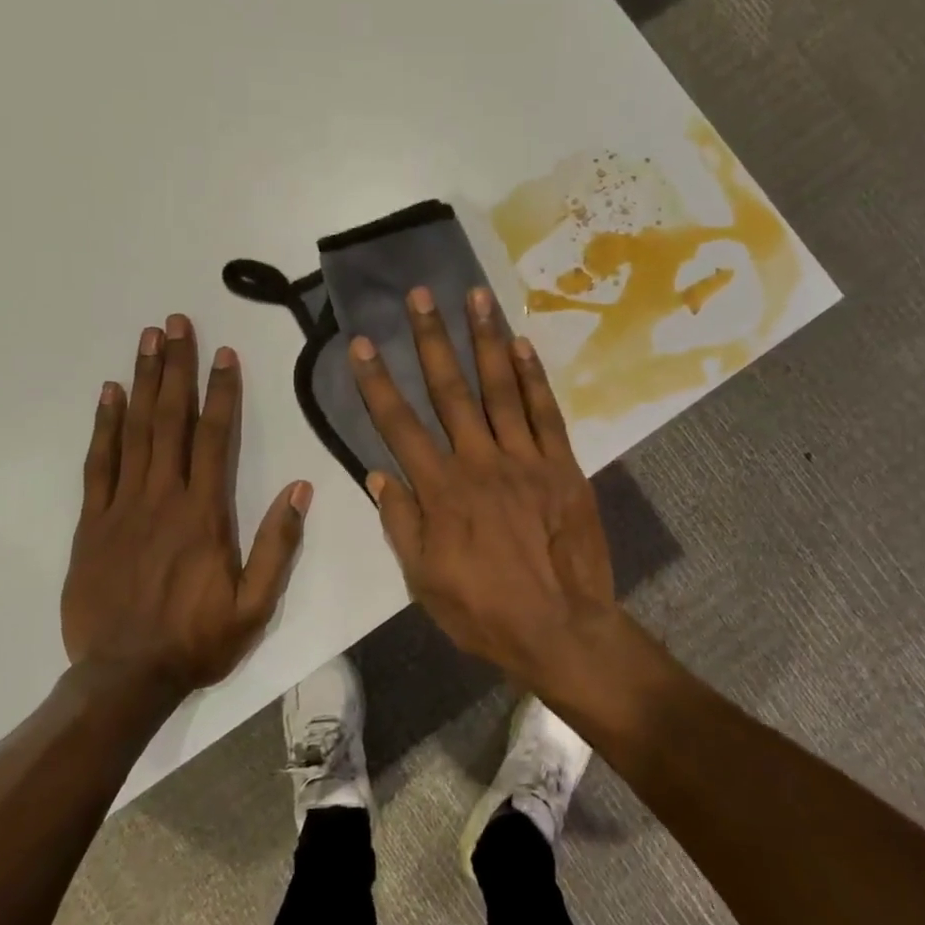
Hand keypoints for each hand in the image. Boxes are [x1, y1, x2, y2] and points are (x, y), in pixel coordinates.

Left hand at [61, 315, 310, 696]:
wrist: (123, 679)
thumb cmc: (198, 640)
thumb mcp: (256, 605)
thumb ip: (277, 545)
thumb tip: (300, 489)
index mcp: (205, 514)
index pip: (215, 438)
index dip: (221, 392)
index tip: (224, 353)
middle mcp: (163, 498)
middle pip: (170, 420)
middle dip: (176, 368)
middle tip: (175, 324)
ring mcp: (123, 507)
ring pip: (135, 431)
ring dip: (143, 382)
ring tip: (147, 341)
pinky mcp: (93, 523)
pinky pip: (99, 463)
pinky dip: (105, 425)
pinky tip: (109, 394)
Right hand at [349, 286, 617, 688]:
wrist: (562, 629)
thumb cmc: (485, 612)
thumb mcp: (424, 581)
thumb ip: (400, 524)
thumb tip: (379, 474)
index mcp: (441, 491)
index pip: (399, 425)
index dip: (376, 382)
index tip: (361, 343)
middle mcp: (479, 462)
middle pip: (450, 391)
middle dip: (432, 339)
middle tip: (421, 295)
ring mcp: (526, 460)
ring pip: (500, 389)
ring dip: (485, 339)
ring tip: (476, 296)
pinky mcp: (563, 466)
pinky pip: (546, 413)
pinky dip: (534, 376)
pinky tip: (522, 343)